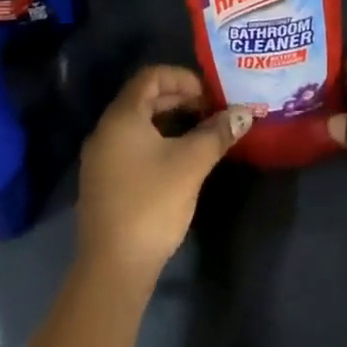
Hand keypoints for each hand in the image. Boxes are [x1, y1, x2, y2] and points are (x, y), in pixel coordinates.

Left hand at [77, 66, 252, 285]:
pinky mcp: (104, 182)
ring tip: (201, 134)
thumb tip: (245, 112)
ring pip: (139, 124)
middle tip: (211, 111)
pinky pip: (132, 145)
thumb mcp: (191, 163)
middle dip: (180, 99)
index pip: (151, 76)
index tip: (209, 94)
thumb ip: (217, 133)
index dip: (182, 78)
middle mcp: (106, 130)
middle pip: (144, 98)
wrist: (112, 269)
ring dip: (170, 121)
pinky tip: (179, 160)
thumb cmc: (151, 204)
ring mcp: (101, 158)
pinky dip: (157, 141)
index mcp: (122, 116)